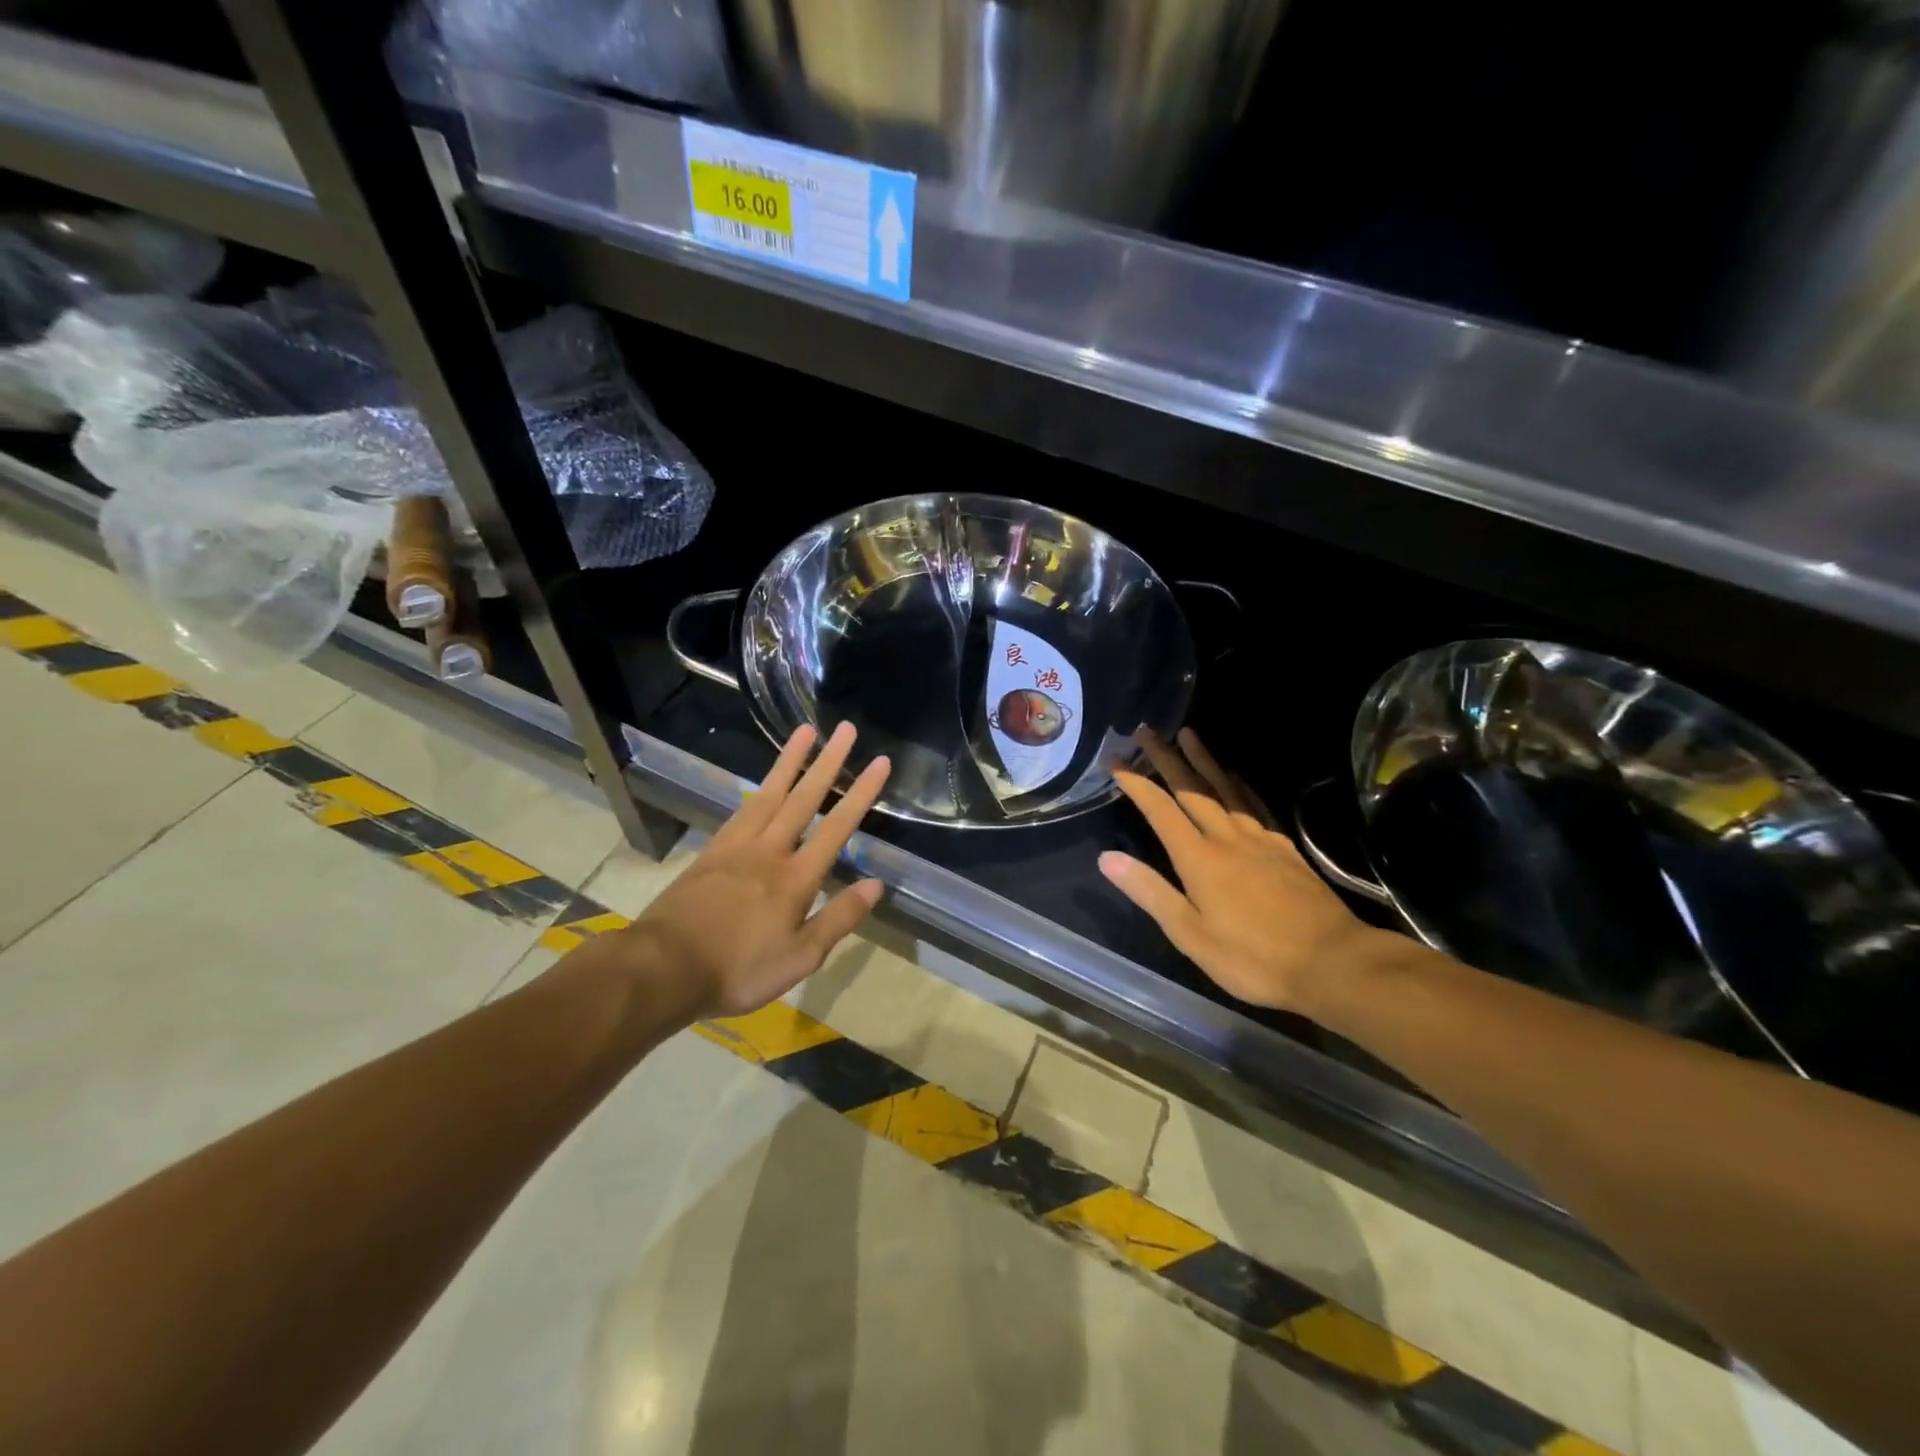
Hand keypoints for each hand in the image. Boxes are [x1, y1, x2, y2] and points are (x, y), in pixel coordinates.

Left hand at [579, 723, 890, 1021]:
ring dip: (791, 760)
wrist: (663, 968)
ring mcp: (737, 846)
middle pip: (804, 798)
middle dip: (828, 762)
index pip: (837, 827)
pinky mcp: (712, 851)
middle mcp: (770, 851)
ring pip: (770, 793)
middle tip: (845, 728)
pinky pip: (743, 810)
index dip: (861, 793)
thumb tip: (876, 884)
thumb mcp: (799, 958)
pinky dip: (759, 788)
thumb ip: (839, 918)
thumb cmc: (738, 969)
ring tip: (806, 731)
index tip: (879, 762)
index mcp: (796, 878)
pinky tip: (765, 783)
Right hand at [1098, 729, 1374, 1013]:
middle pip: (1192, 790)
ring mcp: (1260, 840)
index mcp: (1199, 859)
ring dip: (1203, 761)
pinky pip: (1254, 805)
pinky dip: (1238, 785)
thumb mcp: (1190, 935)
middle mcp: (1227, 838)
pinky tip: (1235, 778)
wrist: (1333, 963)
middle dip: (1167, 759)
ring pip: (1225, 790)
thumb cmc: (1253, 958)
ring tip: (1189, 734)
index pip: (1161, 811)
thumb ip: (1150, 892)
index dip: (1137, 784)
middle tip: (1148, 732)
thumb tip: (1106, 857)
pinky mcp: (1285, 849)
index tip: (1117, 762)